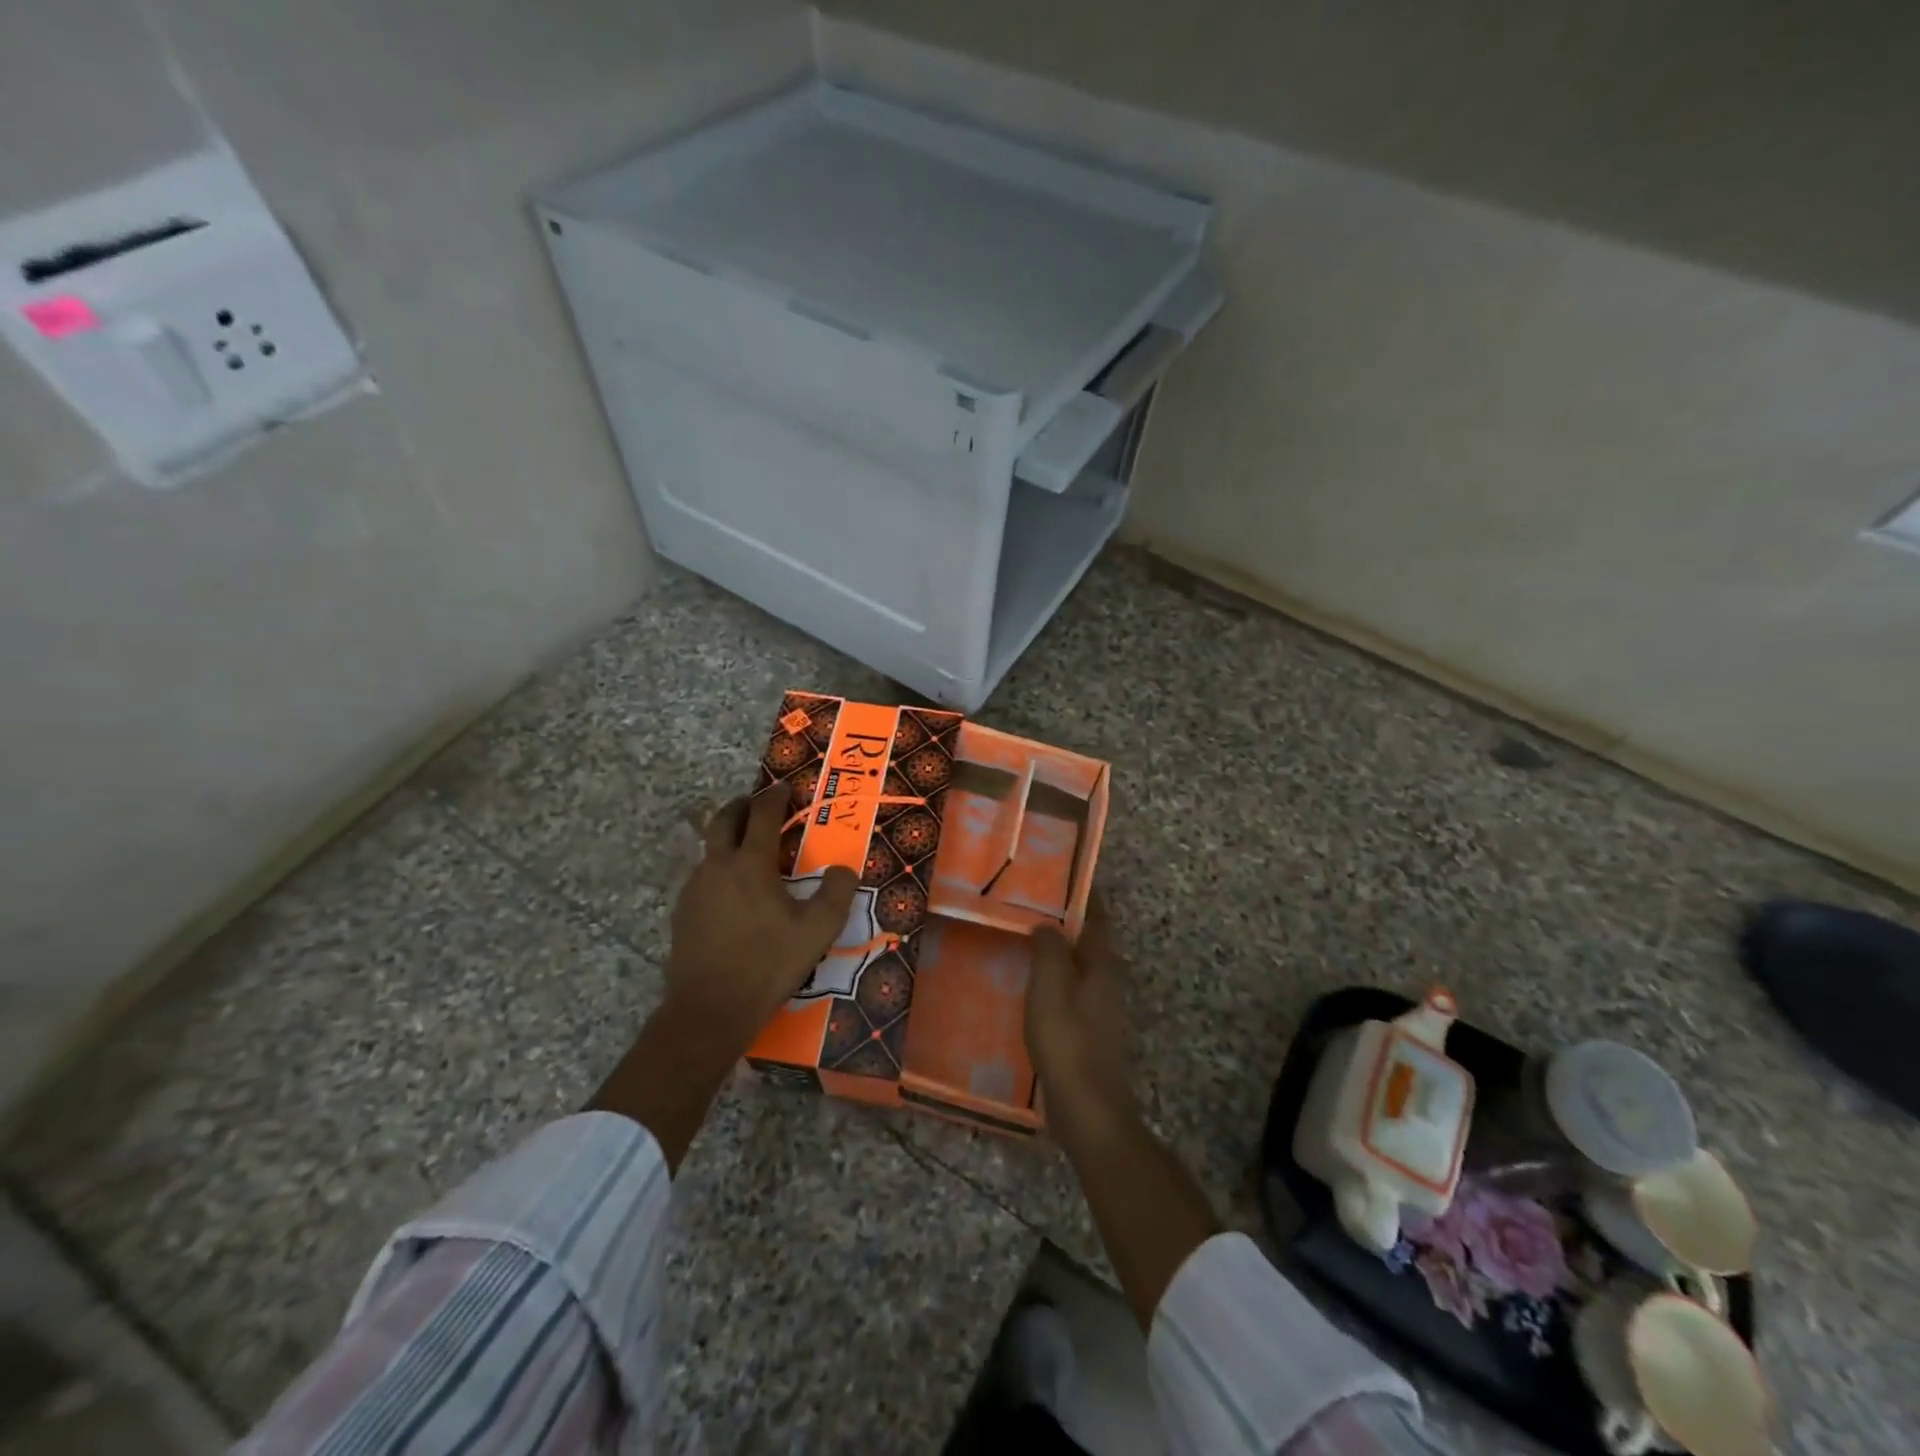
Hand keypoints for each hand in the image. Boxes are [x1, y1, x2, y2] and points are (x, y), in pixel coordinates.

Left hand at [665, 788, 857, 1047]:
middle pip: (724, 819)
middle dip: (742, 805)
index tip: (785, 788)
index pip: (763, 815)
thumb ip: (837, 894)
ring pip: (710, 848)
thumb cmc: (768, 964)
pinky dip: (720, 869)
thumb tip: (845, 868)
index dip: (775, 797)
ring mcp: (695, 888)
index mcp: (751, 864)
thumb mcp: (817, 931)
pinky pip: (703, 876)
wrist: (709, 1008)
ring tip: (750, 850)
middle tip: (758, 804)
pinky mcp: (682, 912)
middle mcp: (718, 866)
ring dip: (729, 838)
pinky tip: (733, 893)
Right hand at [1027, 894, 1135, 1134]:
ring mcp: (1101, 1009)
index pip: (1097, 917)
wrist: (1088, 1108)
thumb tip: (1048, 924)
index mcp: (1102, 964)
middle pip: (1089, 941)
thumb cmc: (1067, 1039)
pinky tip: (1029, 987)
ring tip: (1023, 940)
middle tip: (1031, 905)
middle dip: (1066, 921)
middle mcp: (1107, 981)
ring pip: (1078, 968)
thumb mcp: (1050, 986)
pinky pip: (1070, 992)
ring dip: (1057, 952)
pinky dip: (1053, 981)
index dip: (1084, 894)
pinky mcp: (1089, 1032)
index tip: (1061, 874)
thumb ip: (1049, 949)